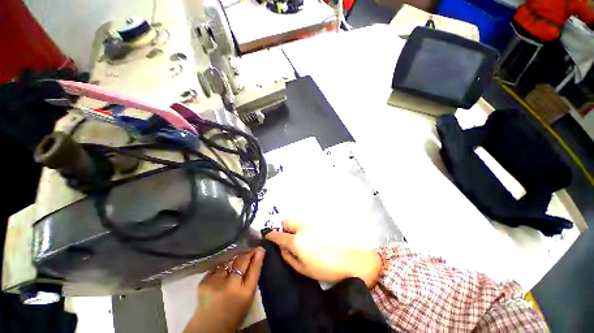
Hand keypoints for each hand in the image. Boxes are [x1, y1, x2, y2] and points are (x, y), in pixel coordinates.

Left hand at [184, 247, 265, 332]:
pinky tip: (224, 266)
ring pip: (229, 261)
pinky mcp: (204, 282)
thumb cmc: (233, 314)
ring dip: (234, 257)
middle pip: (242, 261)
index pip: (254, 269)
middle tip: (250, 247)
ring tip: (237, 255)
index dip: (258, 257)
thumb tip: (256, 257)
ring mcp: (216, 283)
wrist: (208, 328)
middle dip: (247, 252)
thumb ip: (251, 279)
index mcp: (245, 293)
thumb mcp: (247, 299)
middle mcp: (231, 286)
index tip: (260, 248)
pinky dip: (222, 265)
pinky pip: (217, 267)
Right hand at [265, 220, 381, 287]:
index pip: (279, 235)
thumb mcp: (303, 269)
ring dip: (293, 226)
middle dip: (284, 228)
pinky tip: (310, 234)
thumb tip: (280, 247)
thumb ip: (288, 257)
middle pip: (286, 220)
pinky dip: (302, 225)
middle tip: (289, 238)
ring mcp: (311, 222)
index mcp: (297, 241)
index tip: (267, 236)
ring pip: (296, 219)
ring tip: (301, 237)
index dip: (271, 235)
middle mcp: (302, 227)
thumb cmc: (324, 268)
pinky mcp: (319, 221)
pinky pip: (305, 220)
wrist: (348, 259)